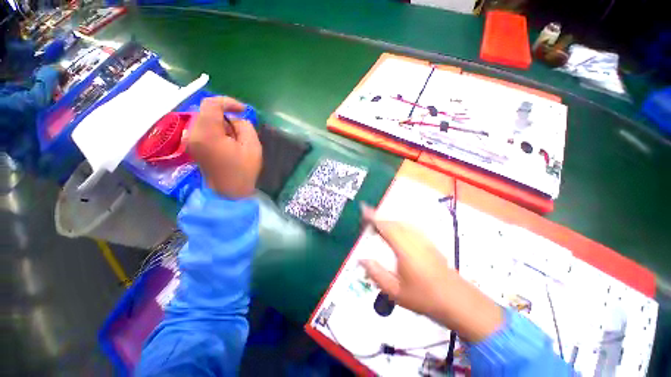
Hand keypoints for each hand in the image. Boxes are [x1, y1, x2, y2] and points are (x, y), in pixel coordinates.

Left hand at [187, 97, 261, 198]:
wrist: (229, 192)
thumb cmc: (243, 171)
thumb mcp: (252, 146)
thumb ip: (244, 126)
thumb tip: (234, 120)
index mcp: (207, 134)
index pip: (211, 104)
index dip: (228, 102)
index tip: (243, 110)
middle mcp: (193, 134)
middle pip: (206, 110)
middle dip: (225, 114)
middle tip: (240, 127)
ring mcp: (190, 140)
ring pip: (204, 118)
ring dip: (221, 122)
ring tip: (235, 137)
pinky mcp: (192, 145)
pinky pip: (203, 127)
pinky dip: (216, 128)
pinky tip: (227, 141)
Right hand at [359, 204, 501, 341]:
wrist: (457, 301)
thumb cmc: (424, 297)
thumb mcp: (395, 291)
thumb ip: (377, 274)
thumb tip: (362, 259)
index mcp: (404, 249)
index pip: (386, 227)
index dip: (373, 217)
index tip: (363, 210)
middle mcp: (414, 239)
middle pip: (393, 222)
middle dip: (379, 217)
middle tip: (366, 219)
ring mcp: (423, 239)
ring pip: (402, 223)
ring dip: (388, 220)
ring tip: (377, 224)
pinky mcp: (429, 242)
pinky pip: (410, 227)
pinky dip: (398, 224)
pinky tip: (396, 230)